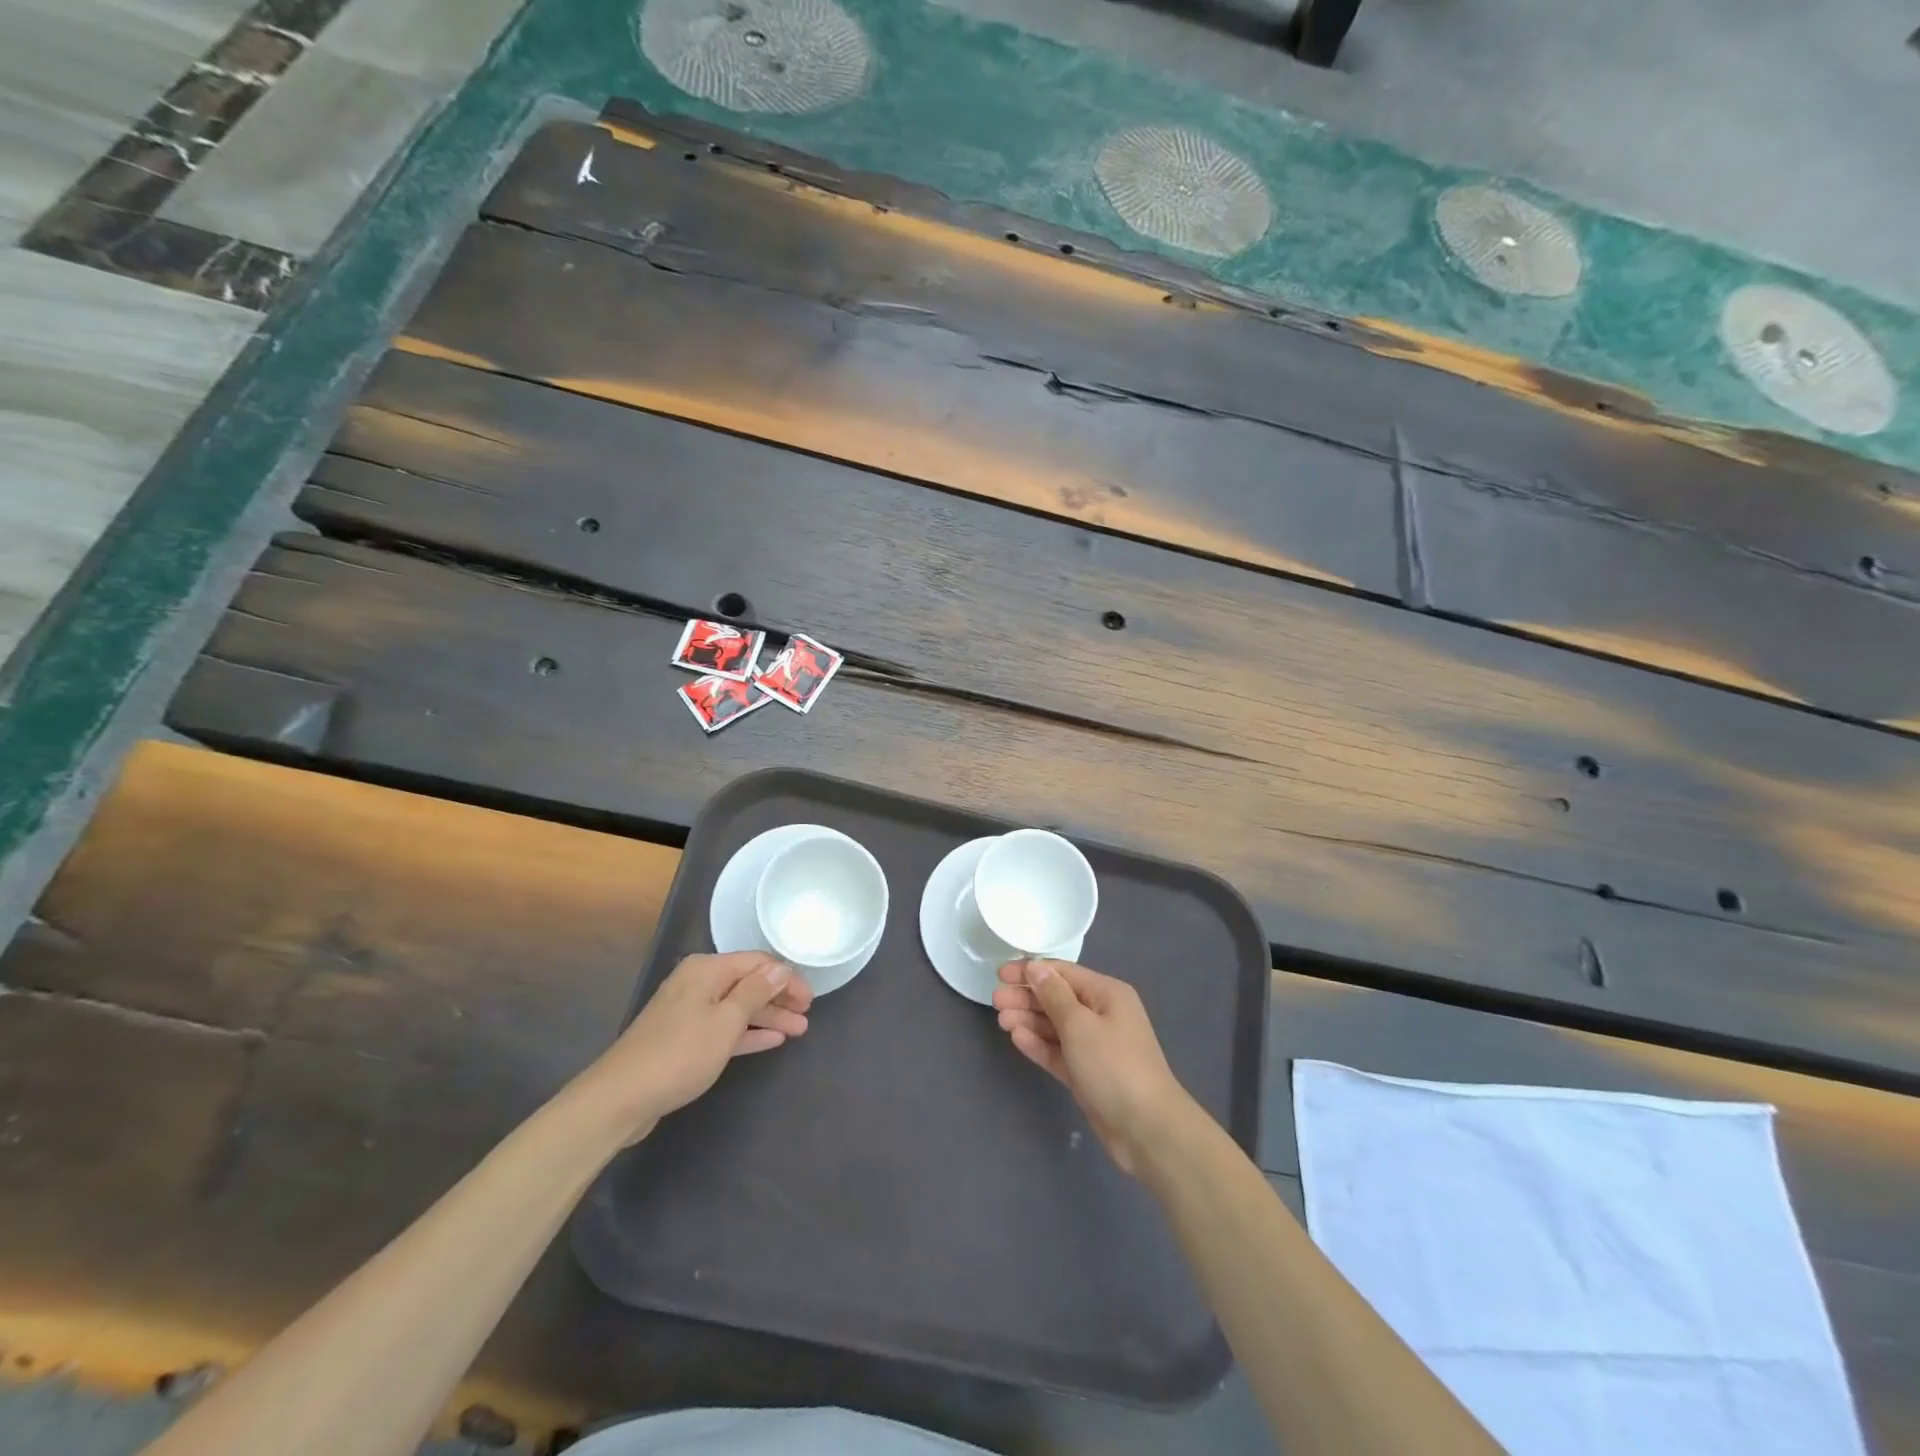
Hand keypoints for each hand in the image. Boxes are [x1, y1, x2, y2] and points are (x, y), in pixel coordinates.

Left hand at [570, 951, 811, 1144]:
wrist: (621, 1098)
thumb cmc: (680, 1054)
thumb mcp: (726, 1021)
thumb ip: (756, 991)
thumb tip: (780, 967)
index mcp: (706, 970)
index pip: (757, 963)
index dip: (786, 978)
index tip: (810, 998)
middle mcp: (698, 983)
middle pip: (748, 984)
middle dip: (779, 999)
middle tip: (807, 1015)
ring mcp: (689, 1012)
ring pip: (738, 1008)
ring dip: (768, 1017)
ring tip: (798, 1030)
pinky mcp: (684, 1039)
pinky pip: (724, 1027)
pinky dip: (747, 1033)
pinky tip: (771, 1040)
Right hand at [993, 959, 1196, 1174]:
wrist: (1146, 1129)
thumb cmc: (1114, 1066)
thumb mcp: (1080, 1024)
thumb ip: (1054, 995)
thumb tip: (1036, 967)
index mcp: (1106, 994)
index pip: (1063, 973)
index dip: (1031, 971)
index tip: (1000, 974)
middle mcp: (1102, 1014)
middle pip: (1057, 998)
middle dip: (1026, 997)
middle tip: (996, 1001)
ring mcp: (1095, 1045)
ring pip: (1055, 1025)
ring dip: (1029, 1020)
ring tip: (1002, 1021)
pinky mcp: (1087, 1073)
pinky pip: (1059, 1051)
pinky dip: (1039, 1044)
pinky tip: (1017, 1038)